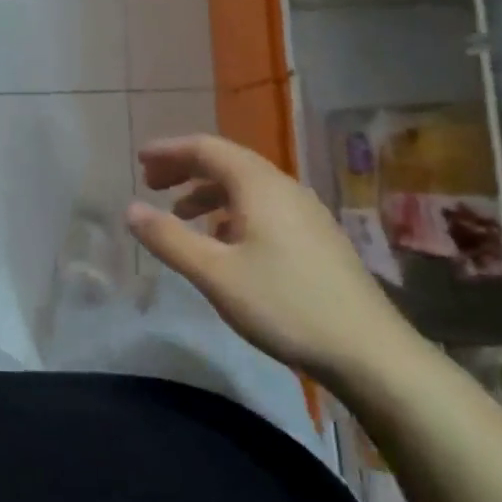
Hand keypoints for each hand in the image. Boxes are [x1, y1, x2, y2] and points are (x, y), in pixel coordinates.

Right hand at [126, 135, 420, 388]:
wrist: (371, 353)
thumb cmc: (286, 305)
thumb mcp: (215, 274)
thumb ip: (169, 238)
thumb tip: (130, 209)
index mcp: (259, 185)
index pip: (207, 149)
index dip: (169, 151)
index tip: (139, 160)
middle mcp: (284, 188)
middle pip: (227, 163)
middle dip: (186, 168)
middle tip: (152, 183)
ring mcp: (305, 213)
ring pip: (246, 187)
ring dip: (208, 192)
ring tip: (180, 214)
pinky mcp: (316, 239)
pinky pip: (263, 208)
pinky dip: (231, 212)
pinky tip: (223, 243)